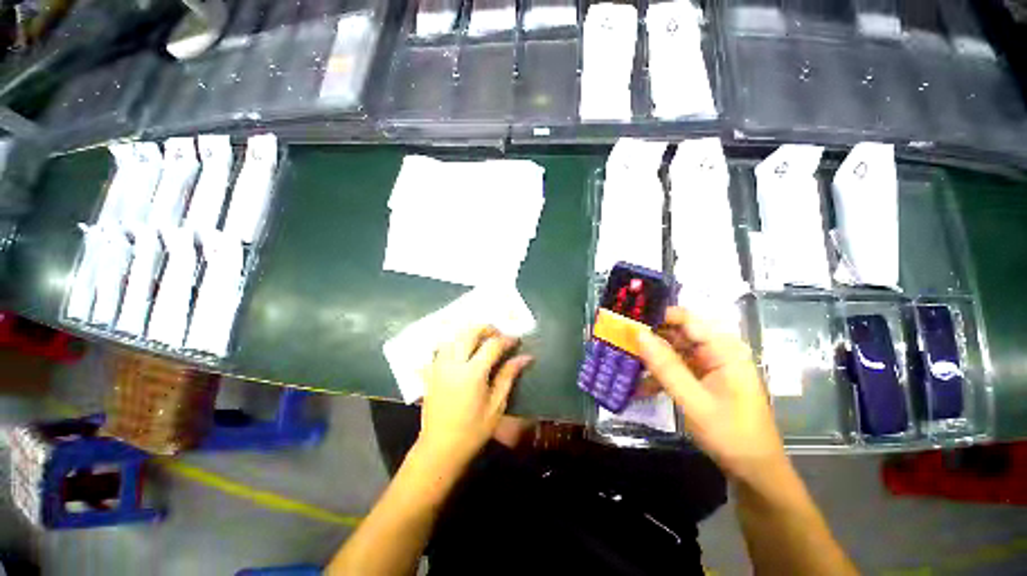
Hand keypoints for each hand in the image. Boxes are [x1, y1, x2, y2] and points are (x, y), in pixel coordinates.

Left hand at [417, 325, 532, 468]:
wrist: (440, 447)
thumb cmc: (473, 430)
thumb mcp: (497, 405)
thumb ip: (508, 376)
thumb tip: (525, 357)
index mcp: (472, 373)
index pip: (492, 345)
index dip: (506, 339)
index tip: (516, 340)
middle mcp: (454, 363)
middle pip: (469, 332)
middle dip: (487, 328)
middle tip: (499, 334)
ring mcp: (439, 365)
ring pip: (454, 335)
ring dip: (470, 332)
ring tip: (483, 338)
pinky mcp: (431, 370)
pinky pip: (442, 346)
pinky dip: (455, 341)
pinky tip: (463, 348)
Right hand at [637, 307, 785, 481]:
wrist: (754, 471)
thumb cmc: (731, 435)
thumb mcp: (694, 401)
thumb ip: (666, 366)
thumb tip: (639, 334)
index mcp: (723, 349)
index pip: (685, 318)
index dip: (656, 316)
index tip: (626, 320)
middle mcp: (717, 350)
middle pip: (676, 332)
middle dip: (648, 337)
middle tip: (618, 341)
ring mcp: (709, 365)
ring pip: (672, 349)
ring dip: (650, 357)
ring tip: (623, 361)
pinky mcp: (702, 378)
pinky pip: (675, 367)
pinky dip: (658, 374)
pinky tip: (639, 386)